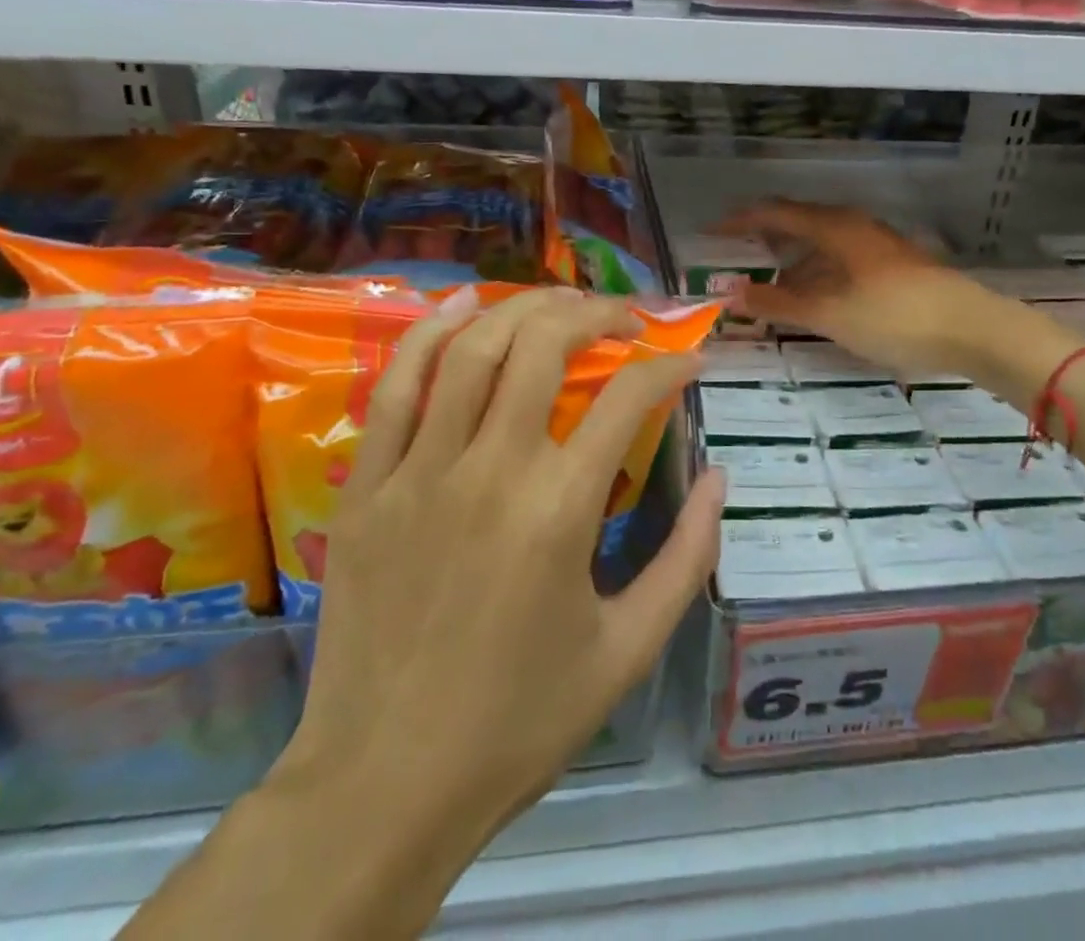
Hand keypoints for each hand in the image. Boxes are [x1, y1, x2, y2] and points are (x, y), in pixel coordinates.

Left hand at [274, 287, 720, 893]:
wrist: (385, 785)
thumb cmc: (519, 721)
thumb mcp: (630, 649)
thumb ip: (687, 557)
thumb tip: (717, 476)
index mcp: (561, 510)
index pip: (629, 396)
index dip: (670, 365)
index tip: (690, 360)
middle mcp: (491, 470)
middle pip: (544, 345)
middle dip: (594, 313)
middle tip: (623, 318)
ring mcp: (419, 471)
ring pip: (472, 349)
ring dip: (522, 308)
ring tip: (558, 301)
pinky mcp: (367, 486)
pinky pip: (395, 388)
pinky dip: (428, 335)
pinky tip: (460, 307)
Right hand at [716, 200, 1010, 377]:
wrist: (973, 329)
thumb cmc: (895, 316)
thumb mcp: (829, 314)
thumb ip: (778, 304)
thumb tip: (730, 294)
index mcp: (834, 227)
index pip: (774, 213)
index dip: (739, 222)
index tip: (711, 235)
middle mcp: (853, 226)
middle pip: (797, 224)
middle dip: (763, 242)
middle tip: (734, 263)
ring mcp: (875, 244)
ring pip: (819, 245)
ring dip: (790, 264)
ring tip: (767, 291)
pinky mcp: (891, 265)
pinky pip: (838, 260)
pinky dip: (815, 275)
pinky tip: (811, 301)